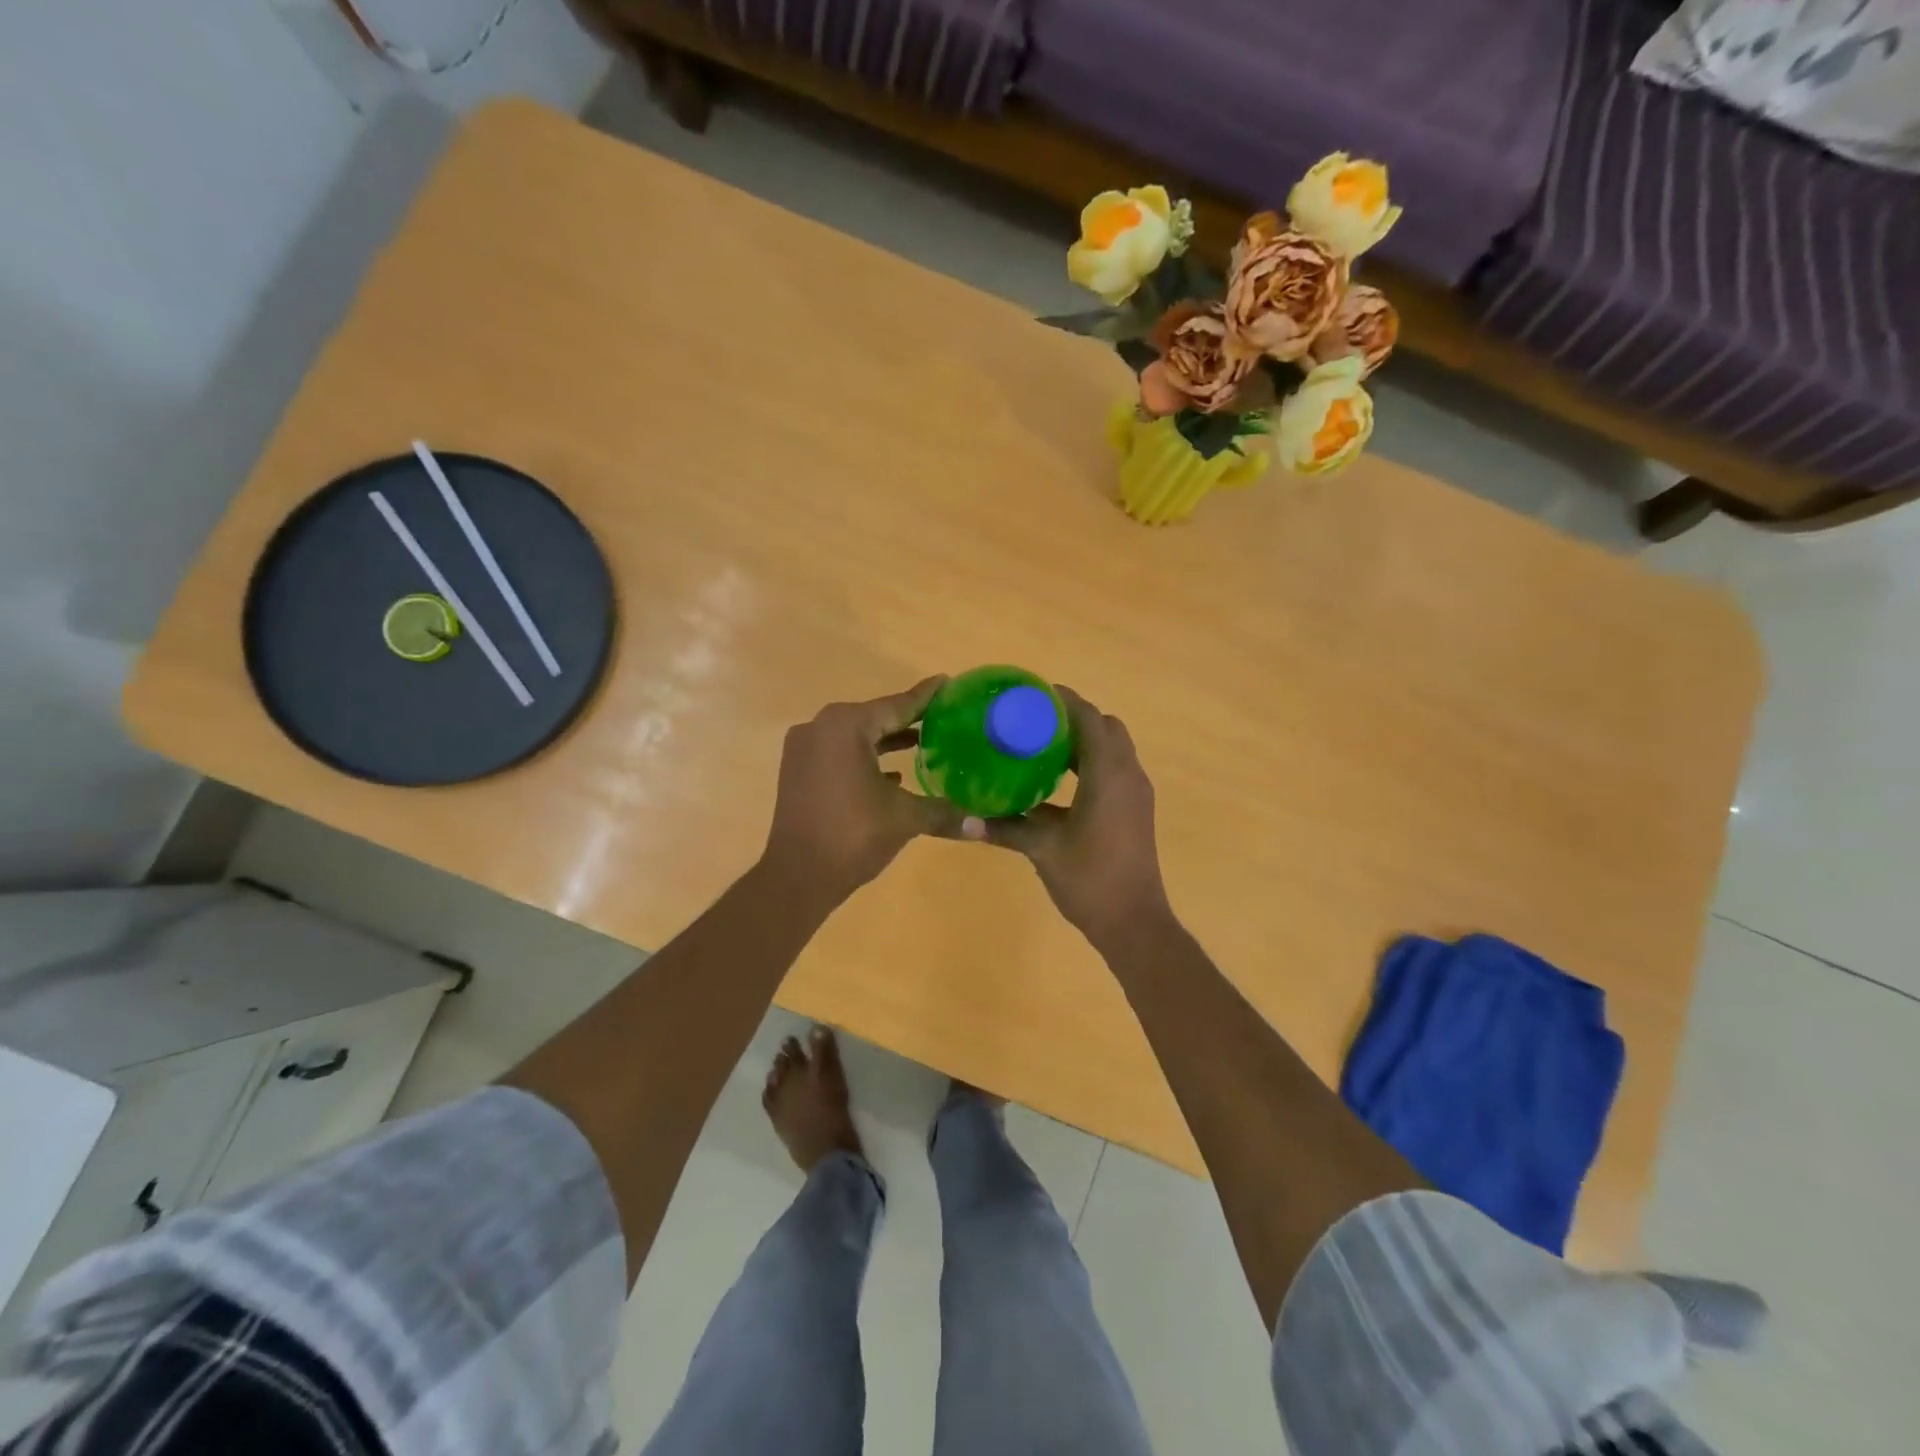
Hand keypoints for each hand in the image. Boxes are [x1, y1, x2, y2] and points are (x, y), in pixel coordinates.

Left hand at [761, 676, 961, 908]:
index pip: (897, 705)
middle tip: (943, 717)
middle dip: (908, 720)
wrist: (798, 876)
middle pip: (874, 718)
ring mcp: (804, 749)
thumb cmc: (853, 835)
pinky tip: (892, 776)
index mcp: (846, 726)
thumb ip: (943, 812)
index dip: (926, 697)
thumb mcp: (904, 818)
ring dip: (886, 741)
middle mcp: (820, 727)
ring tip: (923, 744)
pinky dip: (864, 759)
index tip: (947, 682)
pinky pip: (838, 754)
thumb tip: (983, 825)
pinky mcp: (798, 771)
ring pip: (855, 737)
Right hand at [984, 686, 1171, 945]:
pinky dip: (1090, 763)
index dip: (1062, 700)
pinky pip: (1114, 769)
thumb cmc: (1090, 879)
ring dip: (1083, 741)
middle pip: (1105, 727)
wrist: (1134, 922)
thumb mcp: (1043, 849)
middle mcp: (1128, 775)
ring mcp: (1135, 793)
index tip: (1030, 695)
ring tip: (1040, 745)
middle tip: (1033, 721)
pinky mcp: (1135, 810)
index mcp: (1108, 774)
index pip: (1089, 718)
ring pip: (1112, 749)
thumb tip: (965, 819)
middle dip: (1073, 717)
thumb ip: (1006, 827)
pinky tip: (1057, 781)